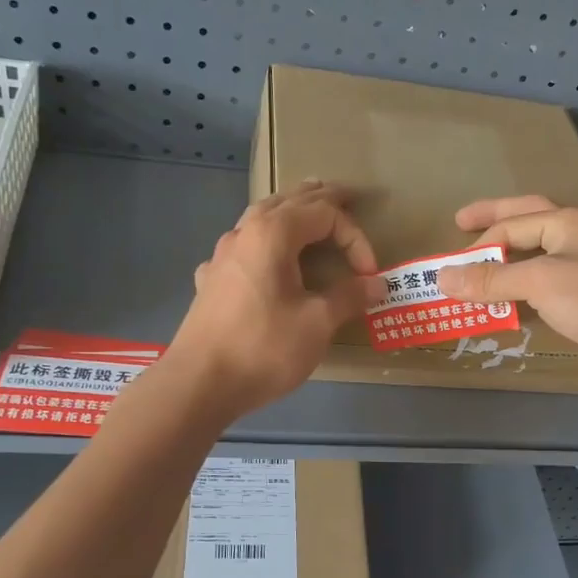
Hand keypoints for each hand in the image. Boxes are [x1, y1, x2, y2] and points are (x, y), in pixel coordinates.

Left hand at [164, 181, 384, 419]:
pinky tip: (264, 259)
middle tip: (347, 194)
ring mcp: (222, 255)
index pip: (325, 214)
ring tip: (308, 210)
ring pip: (261, 218)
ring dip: (290, 211)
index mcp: (273, 233)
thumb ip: (349, 297)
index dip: (354, 238)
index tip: (369, 274)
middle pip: (288, 202)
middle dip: (321, 199)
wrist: (200, 382)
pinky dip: (265, 241)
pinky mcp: (212, 280)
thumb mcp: (317, 323)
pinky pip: (244, 246)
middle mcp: (245, 232)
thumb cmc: (264, 347)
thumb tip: (377, 283)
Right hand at [434, 196, 577, 391]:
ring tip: (480, 263)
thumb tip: (443, 277)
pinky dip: (522, 285)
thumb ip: (491, 279)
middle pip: (528, 220)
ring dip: (508, 257)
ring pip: (537, 253)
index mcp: (569, 220)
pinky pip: (546, 282)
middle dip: (494, 222)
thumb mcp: (538, 282)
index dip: (479, 245)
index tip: (448, 268)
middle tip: (461, 223)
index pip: (513, 224)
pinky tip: (510, 297)